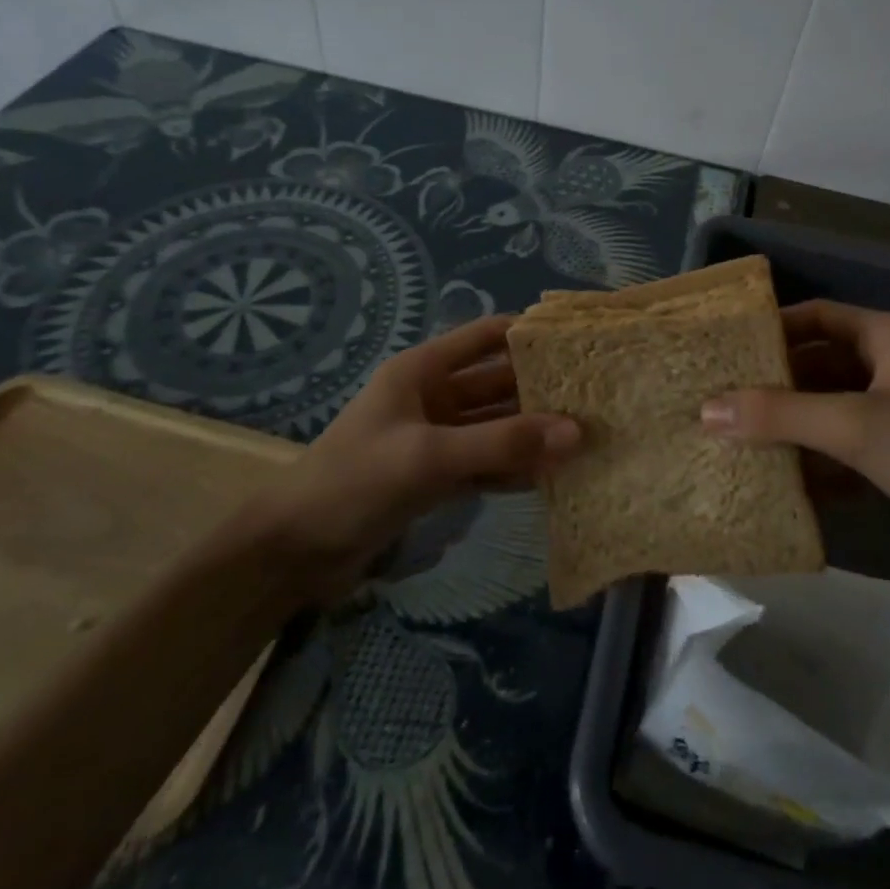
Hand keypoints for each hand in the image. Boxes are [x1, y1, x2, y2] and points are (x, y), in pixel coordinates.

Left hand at [244, 315, 580, 598]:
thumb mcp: (429, 456)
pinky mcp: (436, 478)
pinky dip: (513, 468)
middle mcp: (432, 398)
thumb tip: (577, 431)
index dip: (528, 334)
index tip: (579, 343)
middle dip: (540, 390)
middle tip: (596, 397)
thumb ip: (501, 443)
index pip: (485, 337)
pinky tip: (551, 476)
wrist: (293, 553)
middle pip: (497, 384)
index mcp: (422, 371)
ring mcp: (435, 439)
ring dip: (532, 433)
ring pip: (495, 427)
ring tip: (586, 436)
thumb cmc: (354, 482)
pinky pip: (485, 463)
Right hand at [700, 301, 889, 582]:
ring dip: (791, 427)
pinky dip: (816, 462)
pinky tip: (777, 481)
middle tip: (718, 400)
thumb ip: (780, 415)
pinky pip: (846, 450)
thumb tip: (706, 408)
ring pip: (831, 410)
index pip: (818, 316)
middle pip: (820, 365)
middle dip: (774, 384)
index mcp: (888, 337)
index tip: (725, 348)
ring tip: (733, 440)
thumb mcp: (856, 426)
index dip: (773, 327)